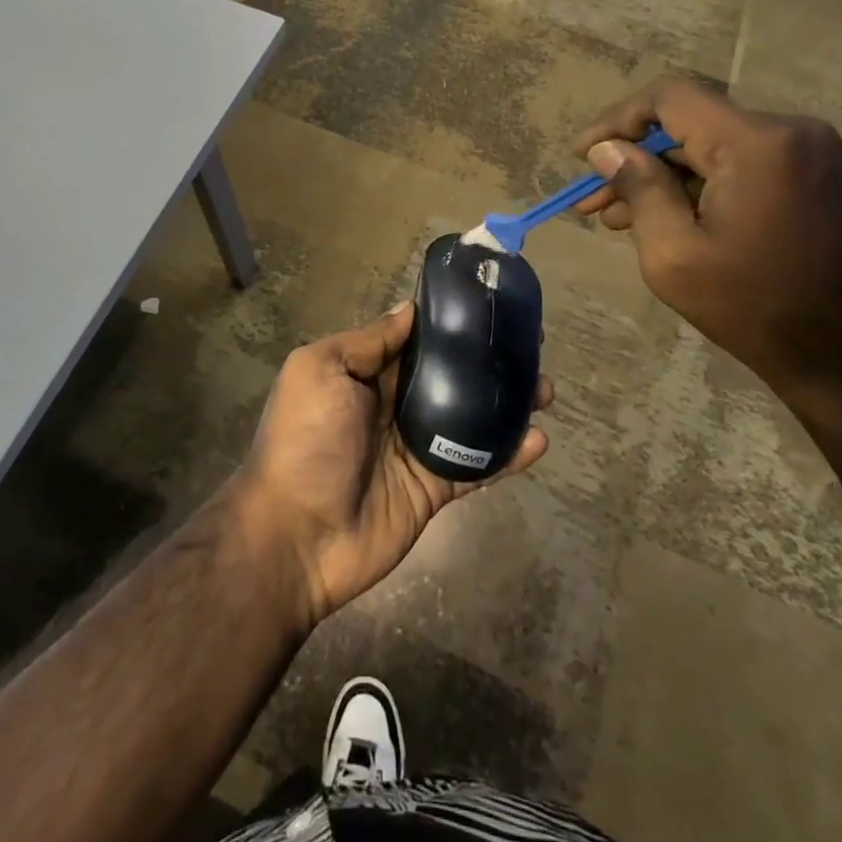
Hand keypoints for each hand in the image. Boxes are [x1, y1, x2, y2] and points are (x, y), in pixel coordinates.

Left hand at [233, 303, 551, 626]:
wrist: (296, 536)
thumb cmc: (305, 440)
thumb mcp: (321, 371)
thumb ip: (367, 342)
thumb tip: (408, 311)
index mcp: (364, 374)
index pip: (414, 341)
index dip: (448, 325)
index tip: (487, 306)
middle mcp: (392, 405)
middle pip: (449, 376)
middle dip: (486, 361)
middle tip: (530, 347)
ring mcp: (415, 448)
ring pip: (470, 417)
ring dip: (506, 403)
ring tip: (545, 389)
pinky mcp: (433, 488)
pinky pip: (476, 466)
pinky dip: (507, 455)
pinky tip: (538, 440)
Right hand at [572, 77, 841, 410]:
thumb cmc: (755, 308)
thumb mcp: (674, 254)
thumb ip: (638, 189)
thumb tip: (606, 149)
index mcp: (756, 144)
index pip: (670, 97)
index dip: (616, 120)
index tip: (581, 156)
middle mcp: (788, 132)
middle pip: (688, 123)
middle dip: (633, 158)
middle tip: (591, 200)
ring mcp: (805, 152)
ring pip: (709, 146)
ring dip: (661, 176)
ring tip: (617, 219)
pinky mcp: (810, 175)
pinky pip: (736, 164)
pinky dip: (695, 185)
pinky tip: (662, 219)